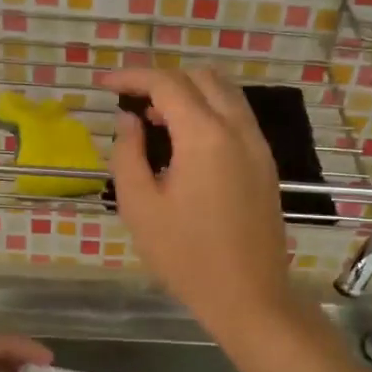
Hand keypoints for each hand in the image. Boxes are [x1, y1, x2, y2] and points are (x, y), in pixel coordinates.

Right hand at [106, 68, 296, 336]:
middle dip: (162, 79)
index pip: (166, 83)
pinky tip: (186, 142)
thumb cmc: (186, 256)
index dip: (132, 76)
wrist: (248, 295)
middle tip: (131, 102)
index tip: (105, 84)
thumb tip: (129, 120)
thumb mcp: (140, 206)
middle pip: (200, 77)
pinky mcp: (265, 163)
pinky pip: (236, 117)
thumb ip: (128, 153)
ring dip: (188, 92)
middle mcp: (237, 129)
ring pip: (224, 93)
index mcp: (205, 136)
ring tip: (155, 119)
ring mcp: (258, 145)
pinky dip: (209, 111)